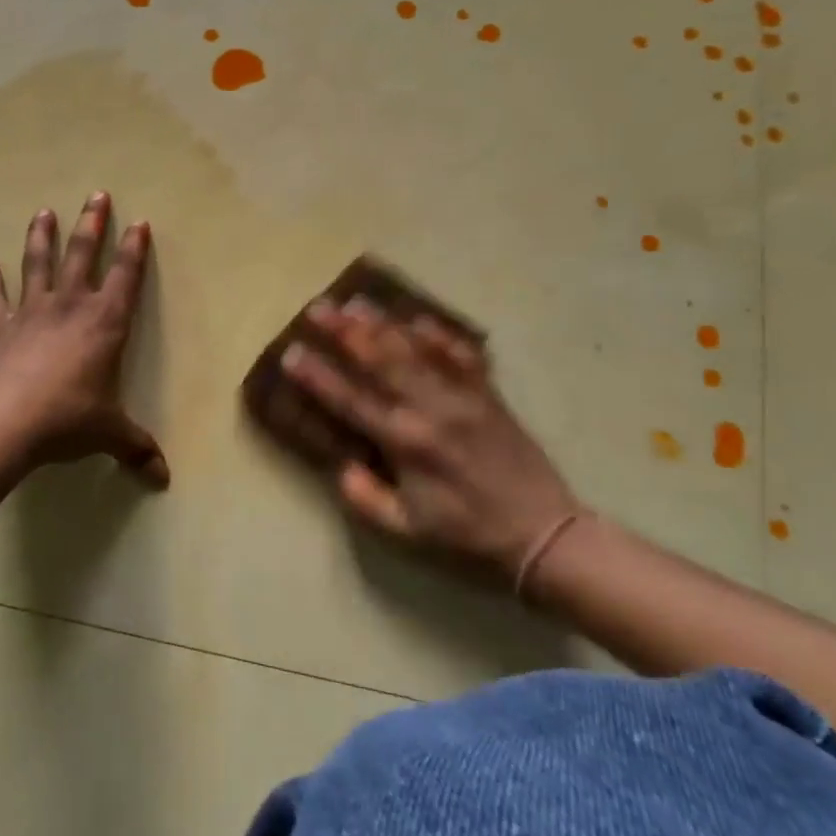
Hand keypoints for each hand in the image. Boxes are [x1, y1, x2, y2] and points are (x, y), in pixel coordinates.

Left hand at [0, 193, 167, 486]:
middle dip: (92, 223)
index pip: (125, 277)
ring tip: (43, 211)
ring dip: (41, 237)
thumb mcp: (109, 433)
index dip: (133, 249)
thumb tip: (163, 479)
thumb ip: (136, 448)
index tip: (138, 222)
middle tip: (96, 194)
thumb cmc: (67, 419)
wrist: (3, 421)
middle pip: (82, 254)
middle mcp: (69, 307)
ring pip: (37, 264)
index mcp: (104, 323)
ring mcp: (30, 312)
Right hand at [278, 298, 579, 578]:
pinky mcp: (487, 393)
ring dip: (383, 323)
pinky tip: (419, 318)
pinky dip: (439, 334)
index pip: (350, 400)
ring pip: (415, 348)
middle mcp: (429, 410)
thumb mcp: (408, 532)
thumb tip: (341, 466)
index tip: (291, 352)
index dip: (317, 376)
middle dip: (344, 331)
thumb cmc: (468, 535)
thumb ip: (367, 499)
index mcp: (405, 443)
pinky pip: (461, 354)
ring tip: (355, 301)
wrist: (544, 534)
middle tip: (318, 307)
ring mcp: (461, 396)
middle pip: (379, 359)